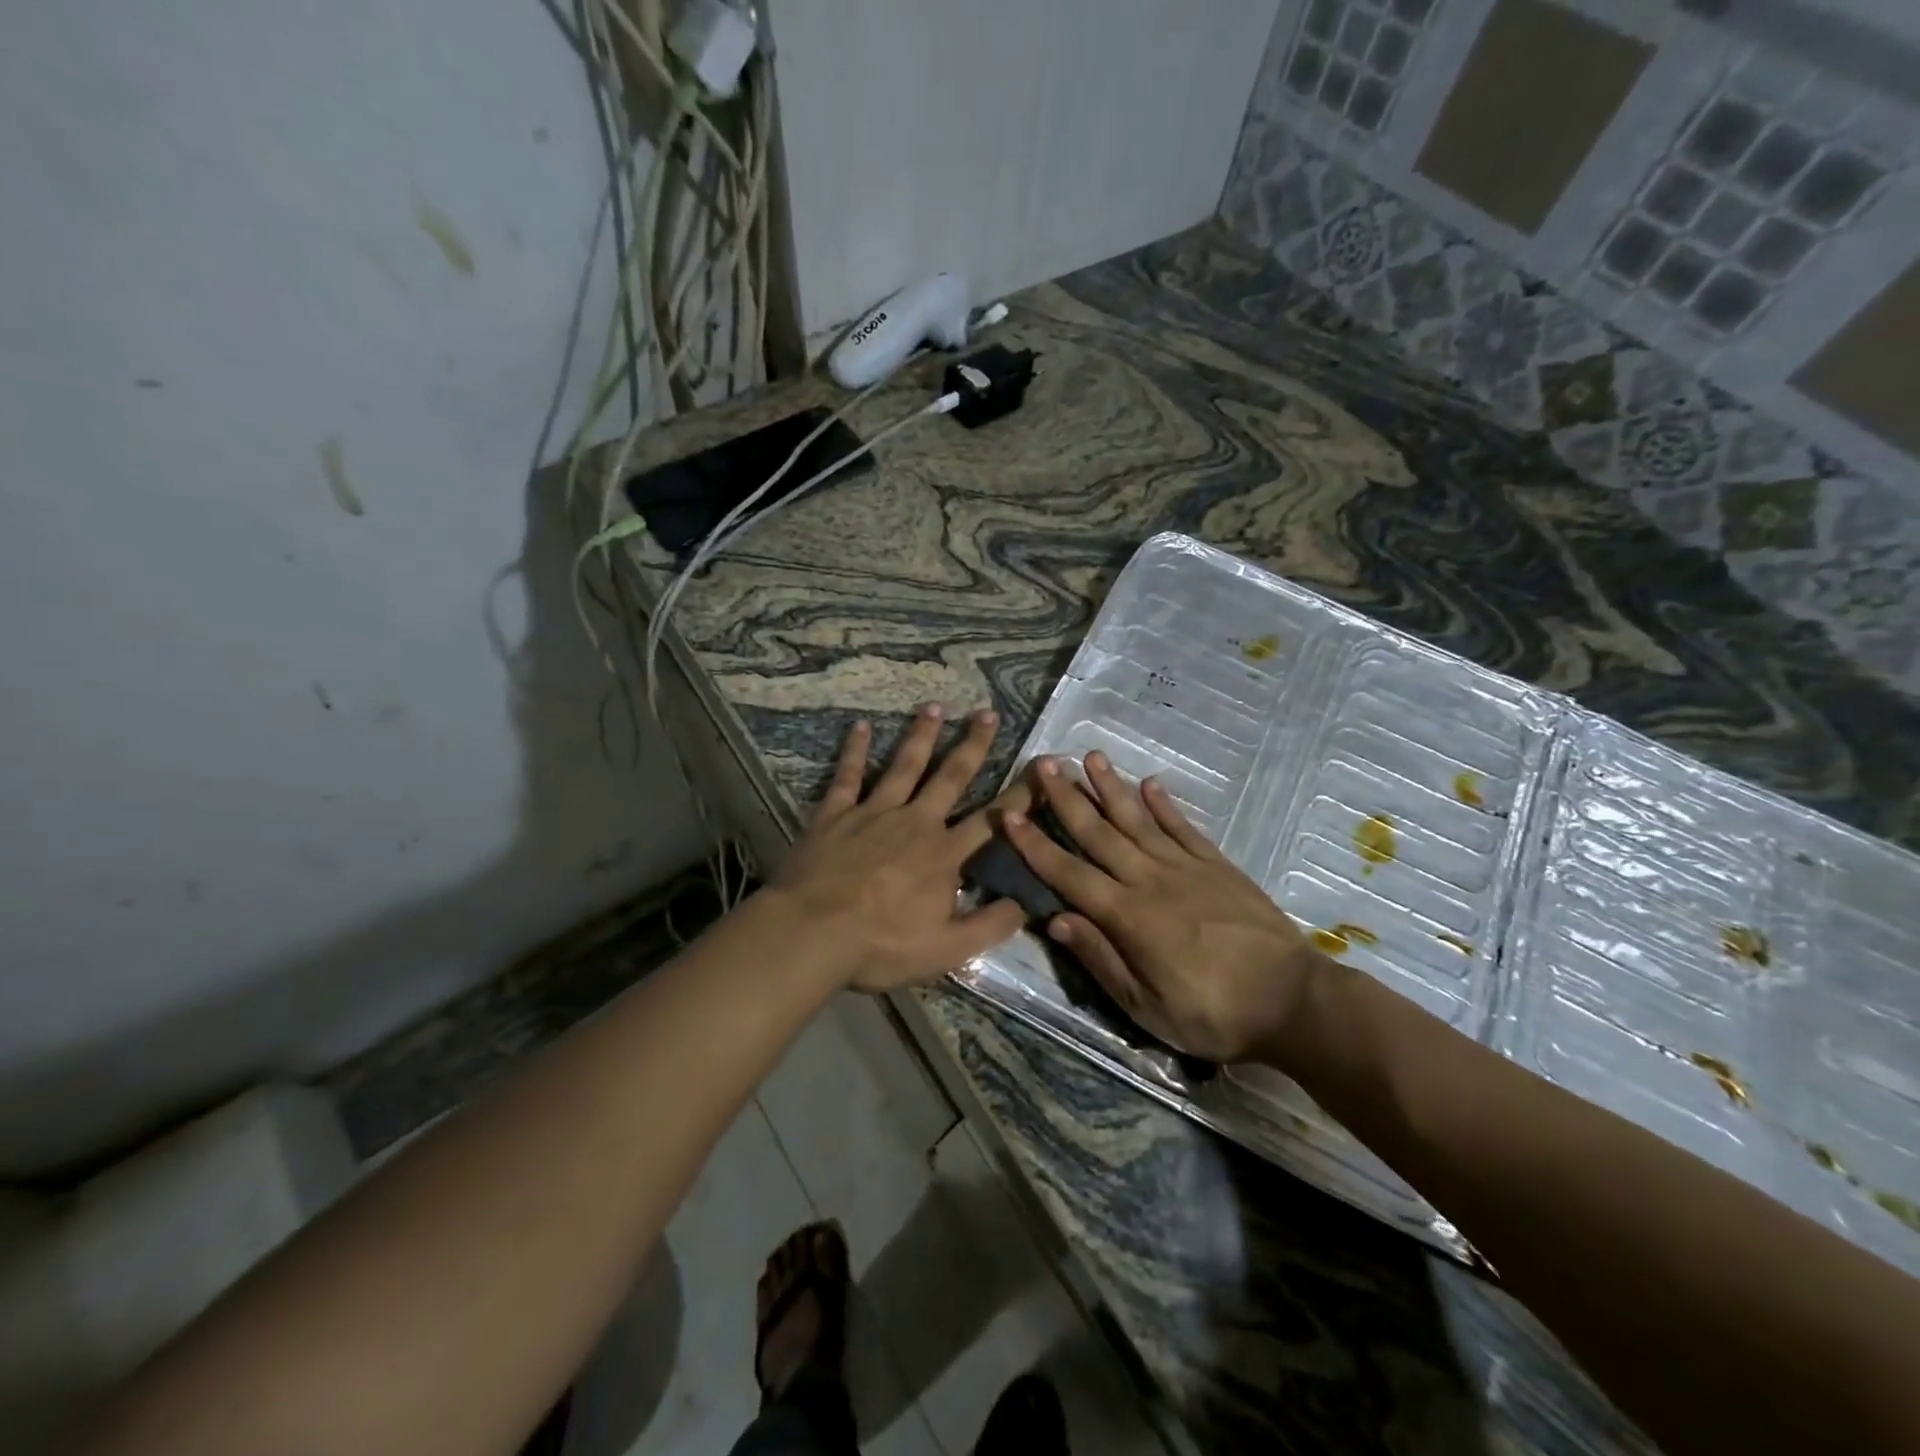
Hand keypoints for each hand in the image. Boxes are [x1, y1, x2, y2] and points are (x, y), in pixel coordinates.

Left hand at [770, 705, 1026, 993]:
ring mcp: (873, 813)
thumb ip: (990, 925)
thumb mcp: (947, 949)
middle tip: (987, 713)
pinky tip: (861, 726)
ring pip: (904, 766)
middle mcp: (915, 822)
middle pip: (950, 777)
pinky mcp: (836, 814)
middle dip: (972, 745)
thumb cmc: (881, 945)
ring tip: (934, 706)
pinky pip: (848, 776)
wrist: (812, 933)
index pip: (991, 821)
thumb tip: (1028, 903)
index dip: (1019, 796)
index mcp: (944, 854)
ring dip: (921, 735)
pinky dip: (856, 751)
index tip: (1039, 769)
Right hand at [1001, 751, 1328, 1062]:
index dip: (1036, 844)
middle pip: (1100, 833)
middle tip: (1045, 763)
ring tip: (1091, 756)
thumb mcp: (1146, 1006)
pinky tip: (1149, 783)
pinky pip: (1183, 828)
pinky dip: (1164, 804)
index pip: (1069, 872)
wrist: (1292, 1002)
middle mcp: (1150, 880)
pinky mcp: (1217, 866)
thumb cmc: (1212, 1014)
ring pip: (1138, 820)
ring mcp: (1186, 867)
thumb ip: (1101, 958)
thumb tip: (1056, 919)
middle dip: (1068, 797)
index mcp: (1127, 916)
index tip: (1010, 813)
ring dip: (1111, 787)